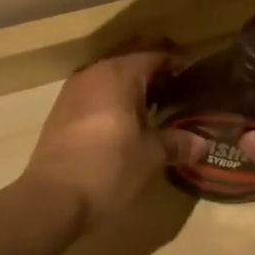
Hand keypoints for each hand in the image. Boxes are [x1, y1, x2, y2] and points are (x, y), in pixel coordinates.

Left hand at [20, 45, 207, 230]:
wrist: (51, 199)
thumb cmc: (108, 169)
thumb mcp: (150, 157)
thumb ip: (177, 143)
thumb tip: (204, 144)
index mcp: (119, 75)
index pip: (155, 55)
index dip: (177, 63)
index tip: (195, 75)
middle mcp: (94, 73)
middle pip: (130, 61)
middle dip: (154, 71)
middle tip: (178, 87)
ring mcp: (73, 91)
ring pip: (110, 76)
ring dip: (132, 85)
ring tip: (154, 105)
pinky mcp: (60, 111)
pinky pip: (95, 92)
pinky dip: (113, 98)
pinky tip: (124, 120)